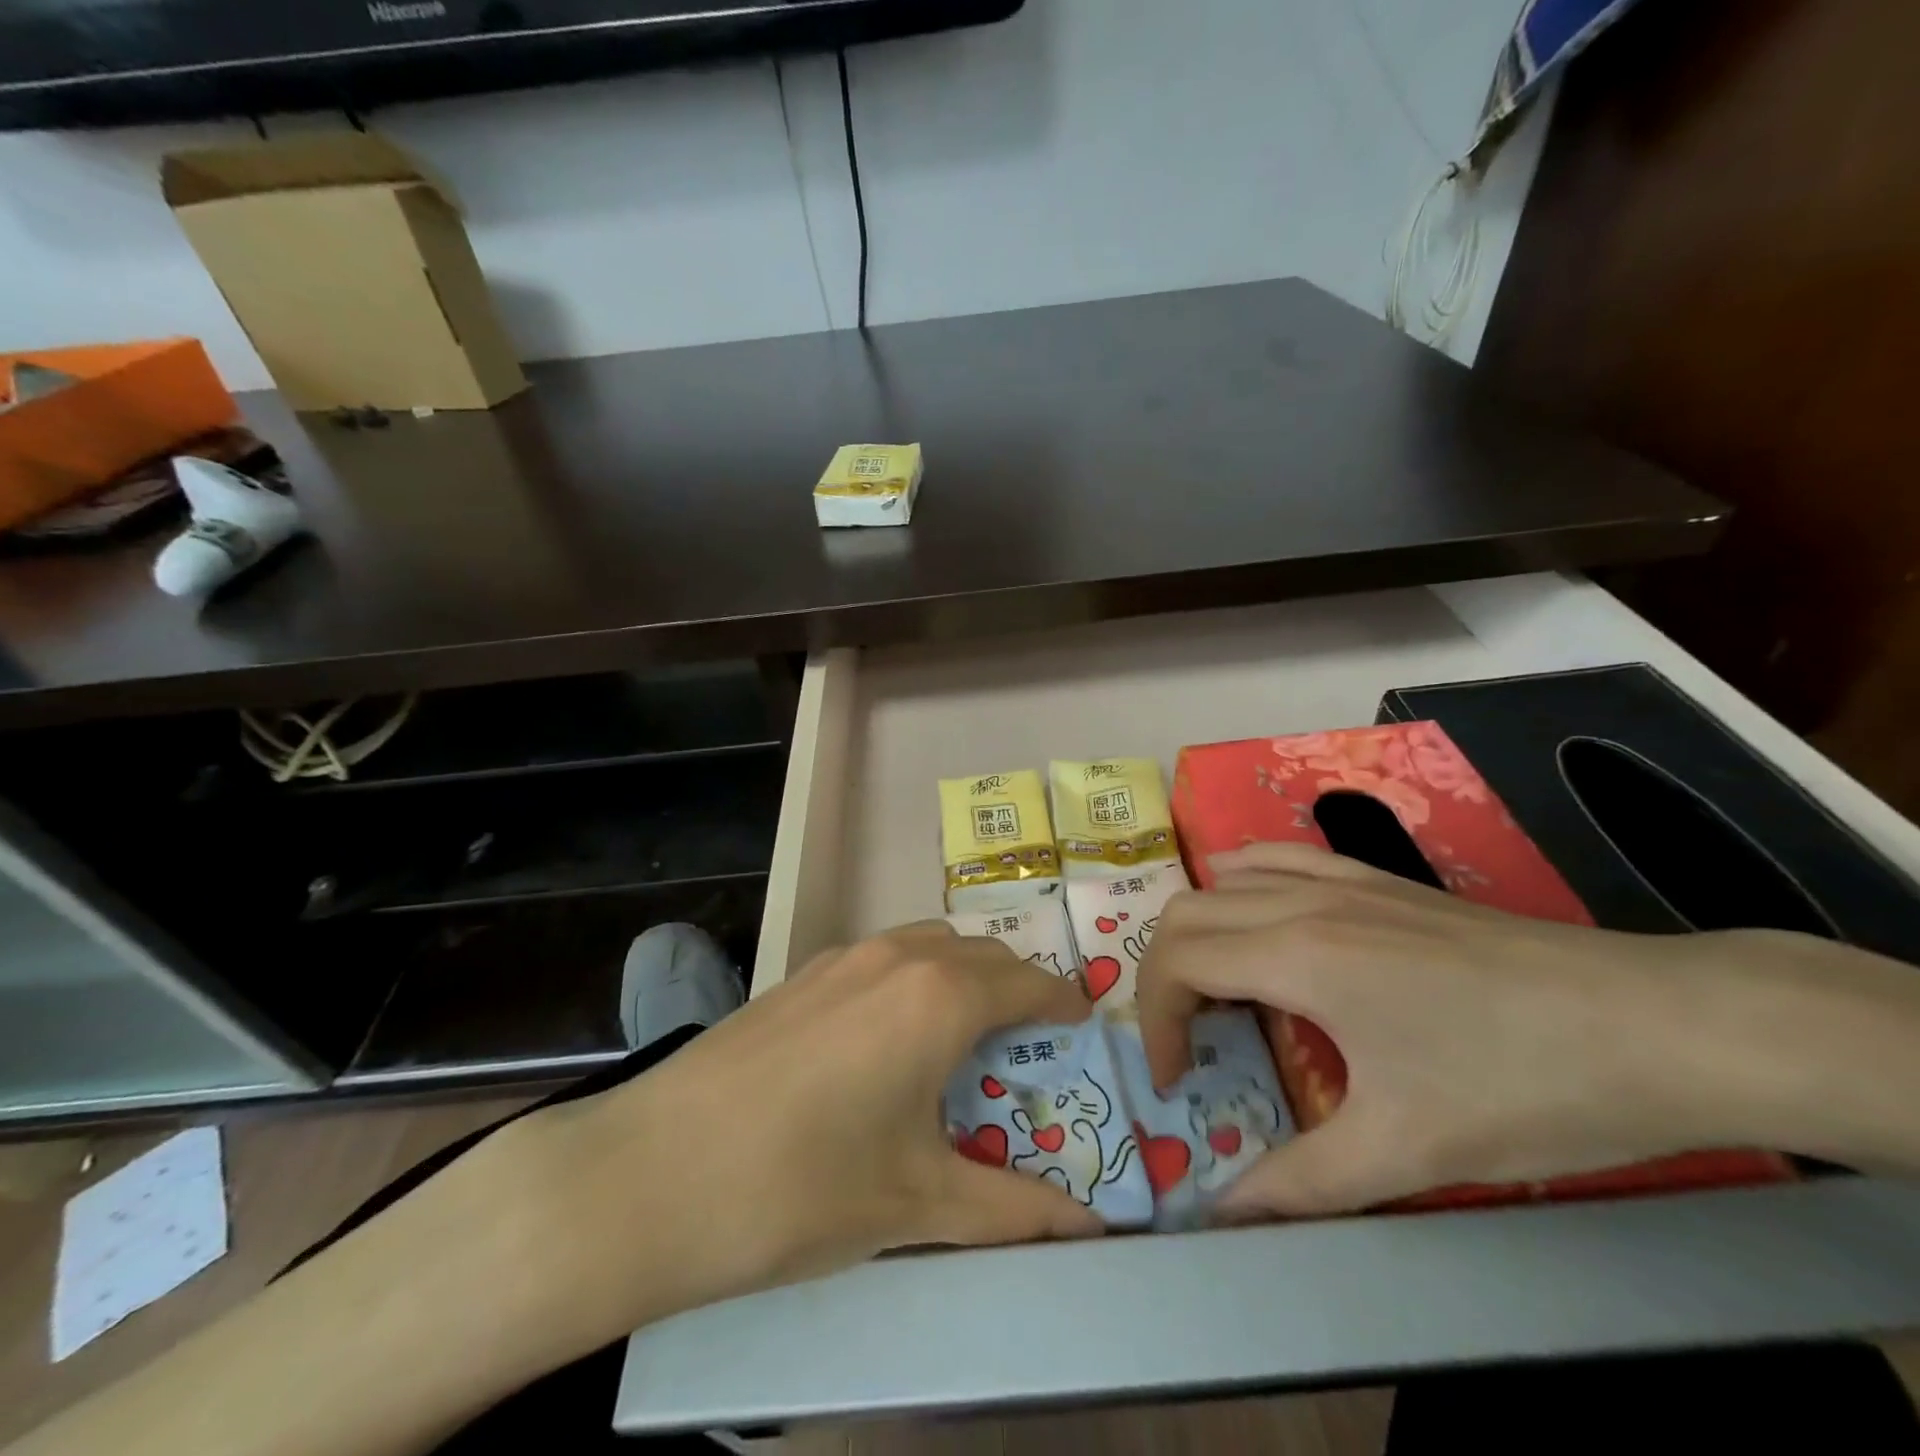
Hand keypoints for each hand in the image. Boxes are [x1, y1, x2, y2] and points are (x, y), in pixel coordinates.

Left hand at [494, 923, 1101, 1359]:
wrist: (653, 1173)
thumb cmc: (803, 1189)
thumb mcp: (919, 1206)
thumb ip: (1014, 1212)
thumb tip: (1093, 1231)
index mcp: (941, 997)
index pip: (1028, 984)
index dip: (1063, 1004)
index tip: (1082, 1026)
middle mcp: (900, 956)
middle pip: (983, 956)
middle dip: (1017, 989)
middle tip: (1028, 1044)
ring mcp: (845, 957)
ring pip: (931, 945)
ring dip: (963, 975)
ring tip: (962, 1036)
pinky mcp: (803, 973)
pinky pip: (884, 955)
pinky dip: (914, 977)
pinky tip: (888, 1038)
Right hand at [1136, 842, 1919, 1217]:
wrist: (1656, 1025)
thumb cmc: (1524, 1086)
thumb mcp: (1407, 1151)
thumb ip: (1300, 1183)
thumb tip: (1222, 1212)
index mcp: (1297, 956)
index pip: (1177, 961)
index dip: (1156, 1021)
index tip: (1177, 1081)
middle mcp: (1303, 903)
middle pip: (1185, 913)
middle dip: (1162, 976)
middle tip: (1188, 1040)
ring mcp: (1342, 881)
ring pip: (1225, 878)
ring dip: (1197, 927)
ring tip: (1213, 984)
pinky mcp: (1377, 880)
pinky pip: (1280, 858)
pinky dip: (1242, 881)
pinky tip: (1259, 915)